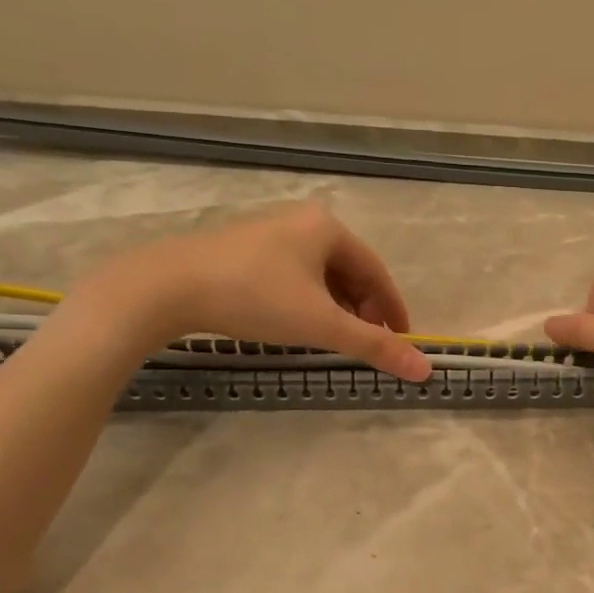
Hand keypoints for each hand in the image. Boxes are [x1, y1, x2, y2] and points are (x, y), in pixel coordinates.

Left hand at [72, 204, 432, 380]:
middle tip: (368, 344)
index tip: (403, 340)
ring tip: (335, 340)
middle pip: (349, 273)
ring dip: (335, 309)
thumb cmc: (256, 297)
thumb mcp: (321, 325)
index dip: (393, 309)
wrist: (168, 286)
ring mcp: (270, 234)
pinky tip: (298, 325)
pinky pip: (293, 277)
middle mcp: (302, 223)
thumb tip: (426, 369)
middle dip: (363, 311)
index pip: (377, 273)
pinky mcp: (243, 250)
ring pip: (319, 276)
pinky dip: (307, 303)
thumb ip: (374, 346)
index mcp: (328, 229)